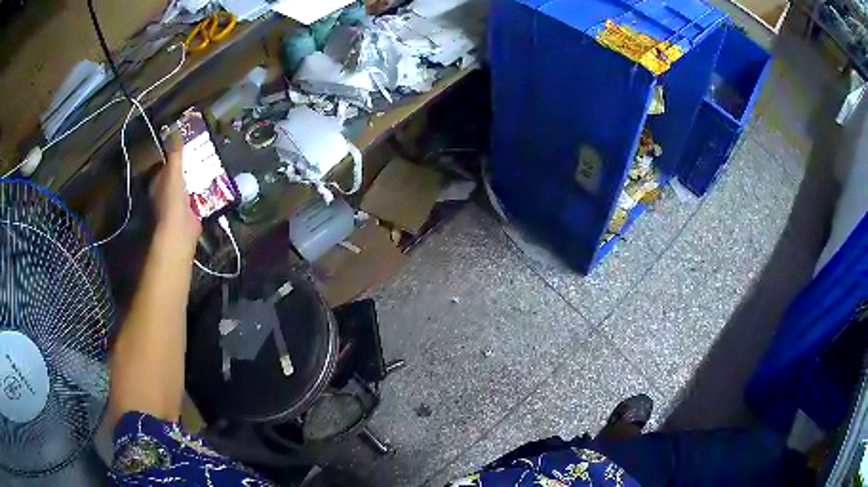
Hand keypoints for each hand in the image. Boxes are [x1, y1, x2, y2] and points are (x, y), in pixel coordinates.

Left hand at [151, 136, 200, 250]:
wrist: (180, 230)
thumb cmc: (172, 199)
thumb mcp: (173, 170)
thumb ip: (175, 152)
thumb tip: (175, 130)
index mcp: (157, 183)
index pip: (164, 165)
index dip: (174, 154)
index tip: (187, 144)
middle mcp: (164, 194)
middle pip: (177, 175)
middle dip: (188, 166)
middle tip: (203, 153)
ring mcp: (176, 205)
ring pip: (187, 186)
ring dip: (197, 179)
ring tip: (211, 165)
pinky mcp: (189, 214)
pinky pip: (197, 198)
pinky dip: (204, 192)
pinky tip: (214, 183)